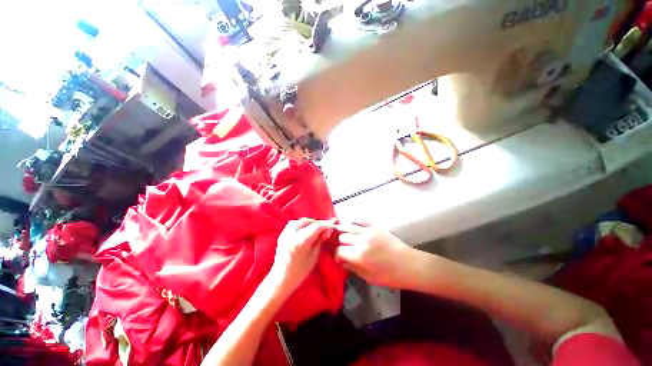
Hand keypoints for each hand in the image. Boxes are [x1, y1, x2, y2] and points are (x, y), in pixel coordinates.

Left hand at [269, 218, 334, 295]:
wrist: (280, 280)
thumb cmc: (299, 273)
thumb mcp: (313, 258)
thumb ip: (319, 242)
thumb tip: (326, 231)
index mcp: (300, 242)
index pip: (315, 227)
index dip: (325, 224)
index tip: (332, 224)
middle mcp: (292, 234)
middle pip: (307, 221)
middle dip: (317, 222)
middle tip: (325, 226)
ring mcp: (285, 234)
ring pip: (299, 221)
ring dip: (309, 222)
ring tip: (316, 227)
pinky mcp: (282, 235)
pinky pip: (293, 224)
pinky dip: (301, 224)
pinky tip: (305, 228)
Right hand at [335, 224, 418, 287]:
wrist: (409, 264)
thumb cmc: (389, 276)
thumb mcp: (368, 277)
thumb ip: (352, 268)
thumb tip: (341, 261)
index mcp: (359, 255)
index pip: (339, 251)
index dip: (337, 255)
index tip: (339, 258)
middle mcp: (361, 240)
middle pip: (342, 237)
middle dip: (341, 244)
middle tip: (345, 248)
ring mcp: (368, 230)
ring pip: (348, 227)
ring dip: (344, 232)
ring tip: (345, 236)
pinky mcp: (375, 225)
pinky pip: (360, 220)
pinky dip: (354, 223)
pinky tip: (353, 227)